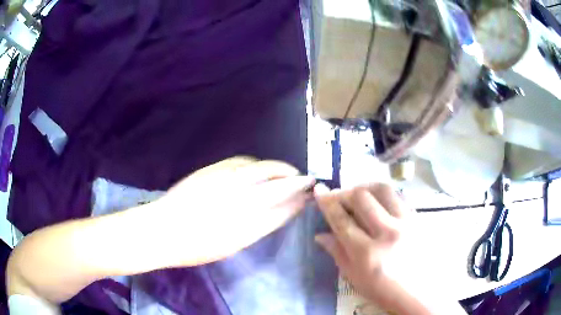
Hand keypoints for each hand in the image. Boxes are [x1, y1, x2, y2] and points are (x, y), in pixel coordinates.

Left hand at [154, 156, 314, 265]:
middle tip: (304, 180)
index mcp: (244, 219)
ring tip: (285, 174)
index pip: (281, 203)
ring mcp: (223, 179)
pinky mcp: (211, 170)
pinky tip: (258, 170)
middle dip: (294, 178)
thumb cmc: (196, 246)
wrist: (162, 229)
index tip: (311, 193)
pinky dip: (256, 164)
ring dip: (277, 169)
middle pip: (275, 181)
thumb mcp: (233, 244)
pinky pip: (241, 162)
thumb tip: (283, 211)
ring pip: (260, 167)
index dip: (298, 196)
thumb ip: (260, 226)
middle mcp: (237, 194)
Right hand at [314, 184, 423, 312]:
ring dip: (366, 188)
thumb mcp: (354, 277)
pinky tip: (380, 204)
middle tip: (340, 197)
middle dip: (345, 192)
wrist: (419, 293)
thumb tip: (320, 235)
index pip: (342, 220)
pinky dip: (385, 196)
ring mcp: (407, 223)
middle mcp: (388, 232)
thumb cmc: (383, 290)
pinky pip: (400, 197)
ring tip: (359, 195)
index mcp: (368, 253)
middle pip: (362, 197)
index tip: (319, 190)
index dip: (327, 203)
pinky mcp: (419, 219)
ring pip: (383, 190)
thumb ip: (337, 253)